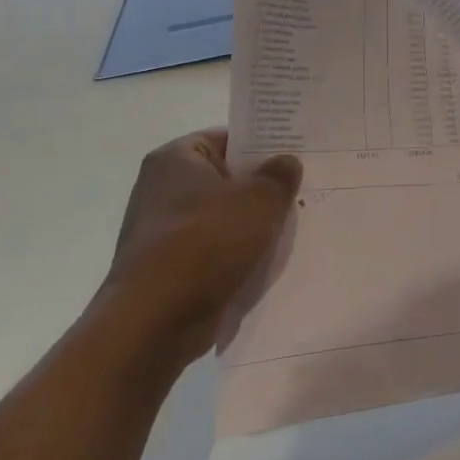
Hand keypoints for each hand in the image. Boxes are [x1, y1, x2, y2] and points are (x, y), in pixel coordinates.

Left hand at [91, 129, 301, 369]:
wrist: (154, 321)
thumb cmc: (205, 243)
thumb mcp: (258, 199)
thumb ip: (279, 174)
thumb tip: (286, 162)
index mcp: (176, 159)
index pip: (228, 138)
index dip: (264, 143)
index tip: (298, 154)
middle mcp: (163, 189)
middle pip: (228, 178)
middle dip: (264, 187)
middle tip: (305, 189)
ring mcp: (165, 230)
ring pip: (225, 216)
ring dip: (256, 223)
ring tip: (295, 225)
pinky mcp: (172, 266)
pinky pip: (217, 249)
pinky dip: (240, 252)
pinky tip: (270, 260)